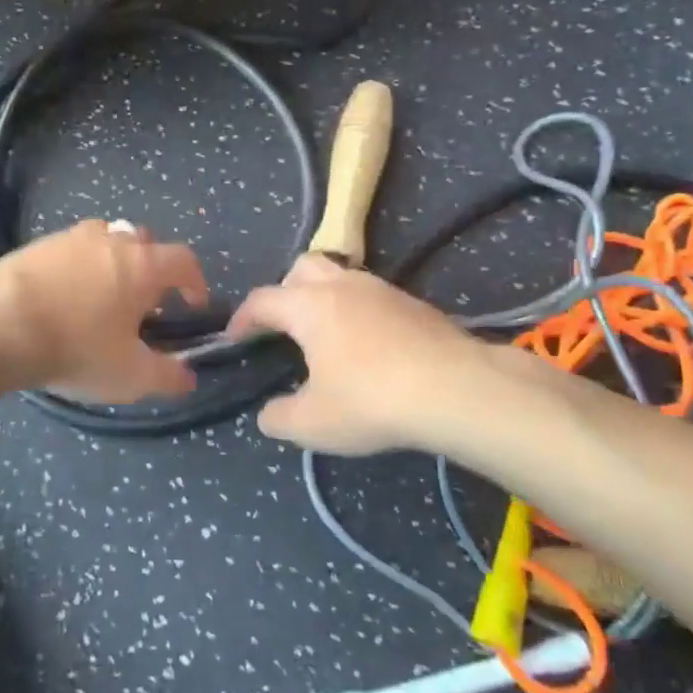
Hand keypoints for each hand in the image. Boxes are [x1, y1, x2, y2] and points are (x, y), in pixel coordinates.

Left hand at [0, 221, 210, 403]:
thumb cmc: (77, 348)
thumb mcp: (130, 375)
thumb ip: (167, 376)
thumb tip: (189, 377)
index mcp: (142, 265)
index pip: (184, 260)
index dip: (195, 281)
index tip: (193, 304)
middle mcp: (110, 240)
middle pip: (144, 242)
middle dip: (151, 268)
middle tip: (143, 302)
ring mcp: (69, 238)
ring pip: (104, 240)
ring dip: (112, 262)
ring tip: (101, 297)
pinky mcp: (35, 245)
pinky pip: (69, 250)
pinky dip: (75, 267)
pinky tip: (61, 297)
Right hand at [228, 254, 501, 453]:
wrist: (458, 391)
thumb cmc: (371, 401)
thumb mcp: (312, 423)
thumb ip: (279, 418)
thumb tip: (269, 415)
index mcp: (309, 306)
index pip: (262, 301)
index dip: (242, 319)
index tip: (234, 338)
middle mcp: (343, 286)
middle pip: (303, 268)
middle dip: (285, 291)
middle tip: (283, 326)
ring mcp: (383, 291)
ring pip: (342, 278)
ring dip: (325, 299)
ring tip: (326, 337)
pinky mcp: (415, 304)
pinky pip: (372, 298)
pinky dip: (358, 313)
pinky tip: (368, 348)